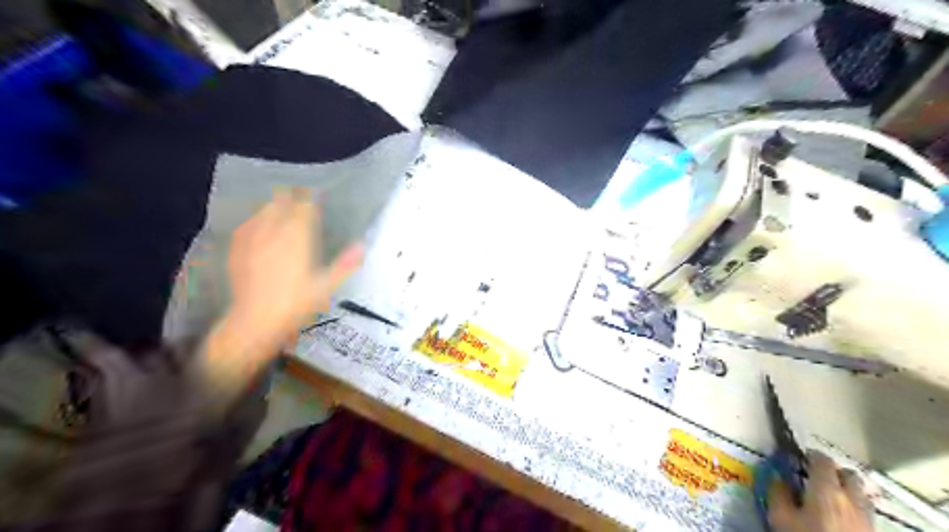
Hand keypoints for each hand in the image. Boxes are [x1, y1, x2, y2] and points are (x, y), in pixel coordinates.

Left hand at [204, 189, 363, 388]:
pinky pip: (246, 226)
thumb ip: (345, 264)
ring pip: (263, 212)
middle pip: (281, 204)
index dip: (310, 198)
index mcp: (298, 239)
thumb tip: (362, 245)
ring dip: (272, 205)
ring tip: (279, 204)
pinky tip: (256, 223)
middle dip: (290, 197)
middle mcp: (274, 234)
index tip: (315, 193)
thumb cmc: (296, 305)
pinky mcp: (238, 250)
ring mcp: (253, 241)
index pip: (304, 209)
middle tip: (298, 196)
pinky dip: (254, 220)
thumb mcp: (326, 286)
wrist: (256, 321)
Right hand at [766, 454, 868, 530]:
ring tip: (829, 496)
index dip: (810, 455)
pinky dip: (853, 507)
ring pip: (861, 493)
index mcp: (826, 489)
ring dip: (847, 489)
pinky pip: (865, 511)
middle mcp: (852, 499)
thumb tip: (777, 477)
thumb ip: (777, 493)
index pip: (822, 461)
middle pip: (849, 474)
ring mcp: (866, 518)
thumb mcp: (780, 518)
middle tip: (815, 475)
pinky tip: (840, 517)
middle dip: (833, 471)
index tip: (799, 457)